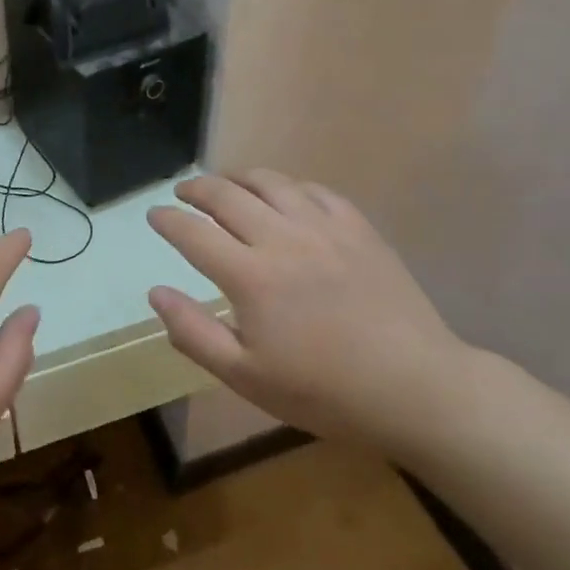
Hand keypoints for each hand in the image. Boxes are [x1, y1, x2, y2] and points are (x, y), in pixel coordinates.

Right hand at [146, 170, 474, 450]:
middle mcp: (282, 238)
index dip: (168, 220)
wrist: (416, 388)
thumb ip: (194, 332)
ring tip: (226, 184)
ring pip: (270, 183)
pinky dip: (288, 186)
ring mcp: (324, 228)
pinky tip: (284, 195)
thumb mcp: (246, 376)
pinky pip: (314, 190)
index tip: (154, 215)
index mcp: (250, 276)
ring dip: (238, 178)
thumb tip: (156, 292)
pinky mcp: (358, 228)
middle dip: (196, 189)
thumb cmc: (323, 392)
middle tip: (182, 192)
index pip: (193, 233)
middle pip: (226, 195)